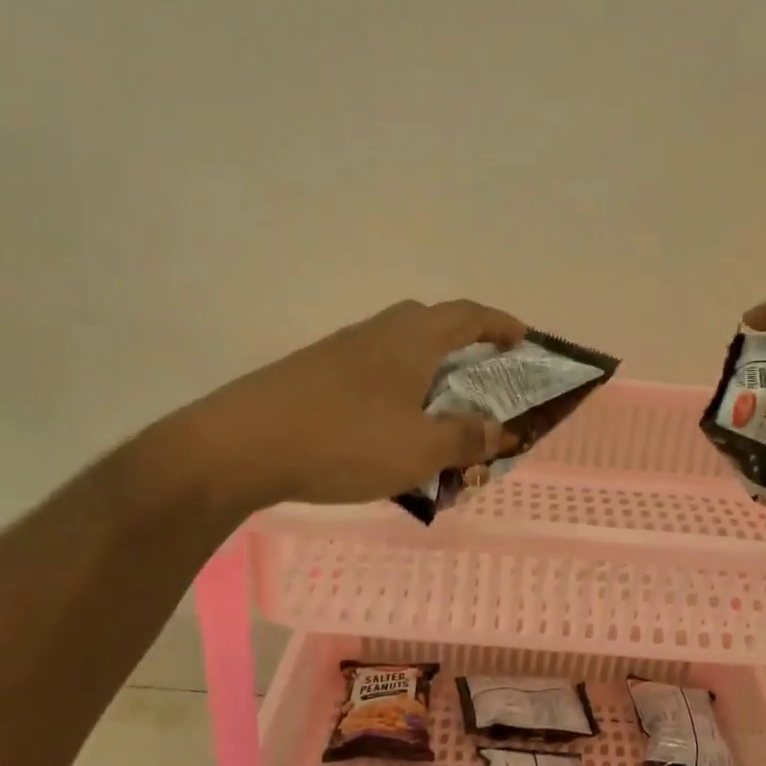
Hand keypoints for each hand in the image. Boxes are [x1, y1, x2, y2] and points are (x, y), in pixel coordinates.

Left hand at [199, 299, 527, 505]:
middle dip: (460, 342)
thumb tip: (499, 431)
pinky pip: (369, 373)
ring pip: (395, 350)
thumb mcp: (420, 450)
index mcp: (411, 341)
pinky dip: (392, 391)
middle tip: (478, 376)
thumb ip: (465, 439)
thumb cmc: (346, 442)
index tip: (523, 338)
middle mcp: (376, 334)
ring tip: (435, 411)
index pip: (467, 316)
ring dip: (423, 371)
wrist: (242, 446)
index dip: (499, 324)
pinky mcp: (312, 375)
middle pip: (428, 322)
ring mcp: (339, 352)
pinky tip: (385, 428)